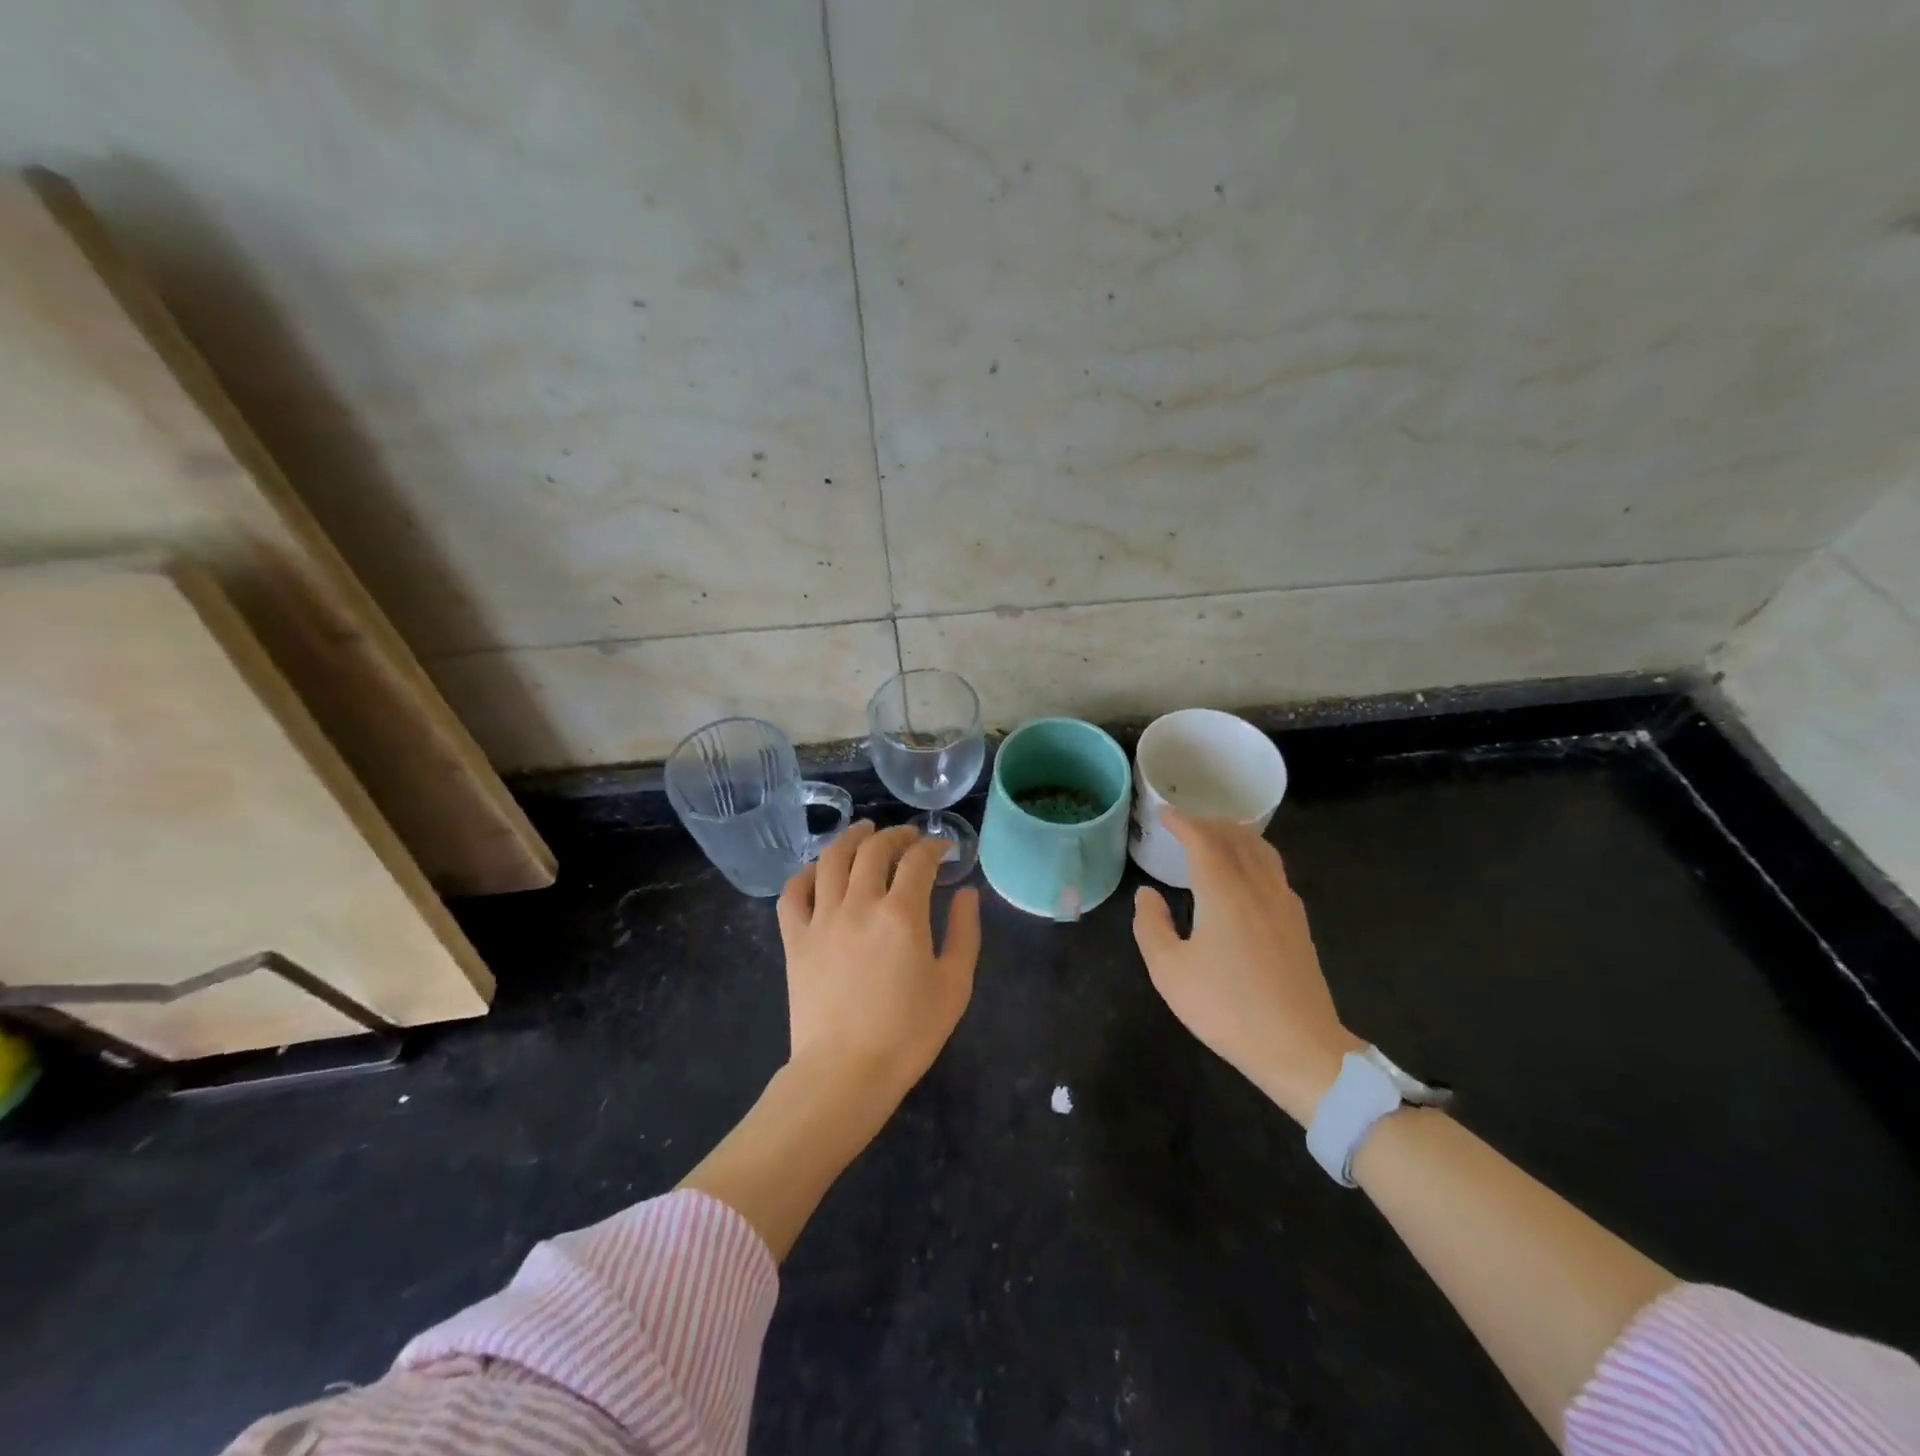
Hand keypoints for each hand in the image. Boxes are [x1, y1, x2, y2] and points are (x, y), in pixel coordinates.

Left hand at [777, 821, 981, 1103]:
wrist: (845, 1074)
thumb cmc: (908, 1034)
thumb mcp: (954, 985)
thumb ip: (965, 932)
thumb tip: (966, 893)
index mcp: (901, 913)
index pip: (919, 861)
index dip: (935, 847)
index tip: (945, 850)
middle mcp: (859, 903)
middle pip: (874, 849)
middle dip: (897, 835)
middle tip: (910, 838)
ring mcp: (821, 918)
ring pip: (831, 858)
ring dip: (851, 837)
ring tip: (864, 831)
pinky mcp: (794, 939)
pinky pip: (793, 892)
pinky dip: (806, 873)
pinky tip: (819, 870)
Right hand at [1132, 808, 1362, 1123]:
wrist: (1299, 1047)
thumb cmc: (1226, 1008)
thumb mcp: (1169, 971)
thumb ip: (1151, 926)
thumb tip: (1147, 894)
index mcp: (1223, 891)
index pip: (1202, 840)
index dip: (1182, 822)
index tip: (1164, 813)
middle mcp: (1256, 886)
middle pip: (1236, 837)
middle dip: (1209, 823)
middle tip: (1186, 824)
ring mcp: (1283, 904)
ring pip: (1262, 851)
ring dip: (1237, 835)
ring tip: (1218, 837)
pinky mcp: (1298, 924)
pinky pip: (1275, 871)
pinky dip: (1256, 855)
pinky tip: (1248, 874)